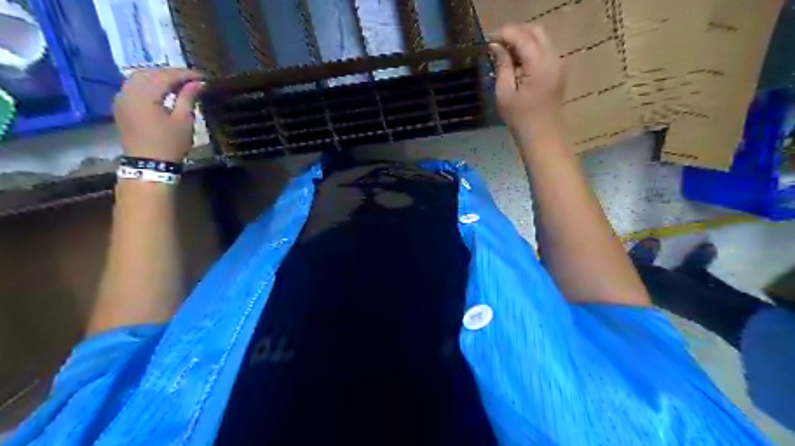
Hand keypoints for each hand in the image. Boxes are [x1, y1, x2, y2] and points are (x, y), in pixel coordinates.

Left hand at [117, 69, 206, 161]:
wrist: (148, 165)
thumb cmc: (169, 143)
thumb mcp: (184, 121)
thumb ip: (188, 98)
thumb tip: (198, 83)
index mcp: (144, 94)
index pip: (166, 75)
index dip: (185, 74)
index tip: (203, 76)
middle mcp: (128, 91)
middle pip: (150, 73)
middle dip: (171, 74)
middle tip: (192, 79)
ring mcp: (121, 98)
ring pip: (140, 78)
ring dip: (159, 78)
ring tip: (179, 84)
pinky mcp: (121, 107)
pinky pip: (134, 87)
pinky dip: (149, 85)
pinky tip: (162, 92)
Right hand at [487, 25, 567, 135]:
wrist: (542, 135)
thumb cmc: (520, 118)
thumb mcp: (505, 92)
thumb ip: (502, 65)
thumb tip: (495, 46)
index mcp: (539, 64)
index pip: (522, 36)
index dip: (505, 34)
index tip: (489, 40)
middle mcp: (553, 58)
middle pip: (535, 31)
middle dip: (515, 34)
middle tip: (497, 46)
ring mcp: (558, 63)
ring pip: (540, 39)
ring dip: (523, 42)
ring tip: (505, 56)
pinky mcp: (558, 70)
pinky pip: (544, 50)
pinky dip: (530, 50)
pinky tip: (517, 64)